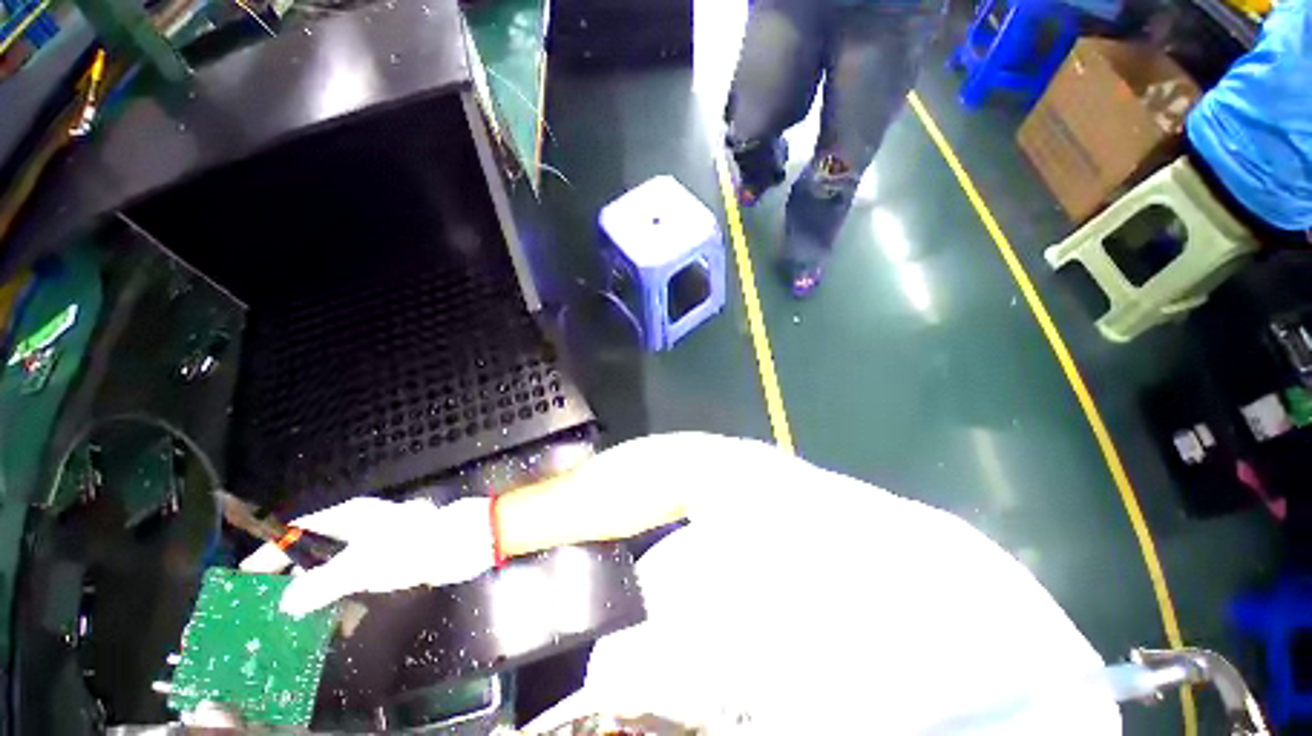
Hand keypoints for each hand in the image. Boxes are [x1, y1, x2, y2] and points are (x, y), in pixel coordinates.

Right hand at [240, 496, 495, 615]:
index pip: (298, 530)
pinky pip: (355, 572)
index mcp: (350, 516)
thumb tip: (285, 601)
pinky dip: (339, 588)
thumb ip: (320, 584)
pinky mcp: (393, 554)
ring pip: (334, 561)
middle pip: (314, 546)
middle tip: (263, 601)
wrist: (464, 542)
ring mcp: (378, 539)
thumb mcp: (360, 566)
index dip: (271, 551)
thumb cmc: (412, 547)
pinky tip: (329, 611)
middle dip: (289, 571)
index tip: (245, 575)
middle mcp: (361, 524)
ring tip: (289, 613)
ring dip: (313, 583)